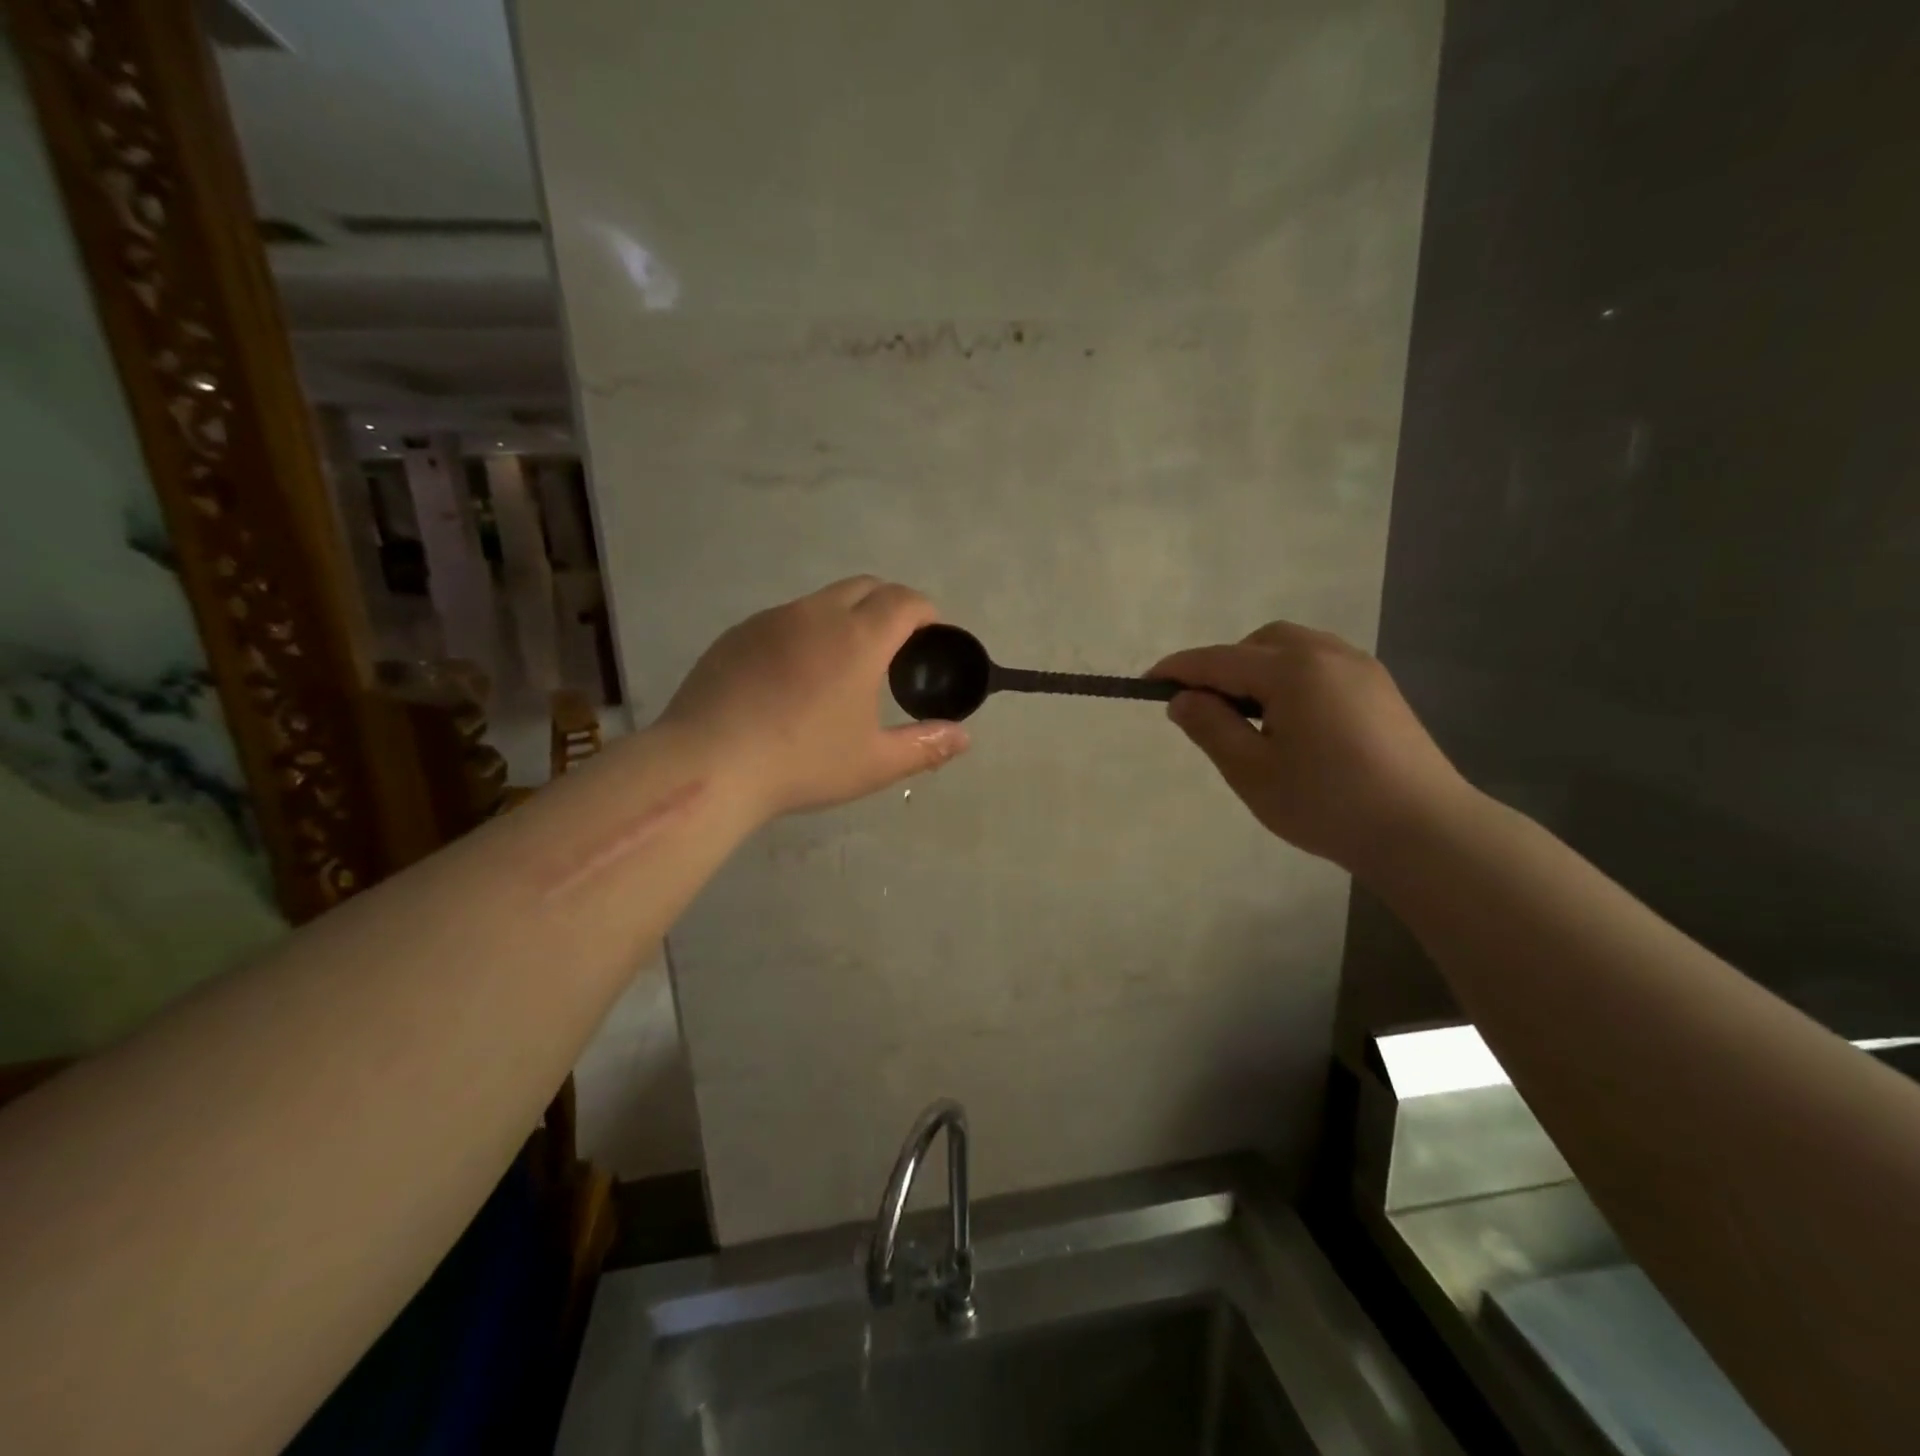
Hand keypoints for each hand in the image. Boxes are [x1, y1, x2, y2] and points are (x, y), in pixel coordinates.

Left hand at [662, 577, 970, 817]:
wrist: (709, 765)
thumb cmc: (802, 763)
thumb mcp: (873, 763)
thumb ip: (925, 746)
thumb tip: (964, 737)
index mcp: (857, 638)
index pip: (904, 600)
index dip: (927, 613)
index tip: (933, 639)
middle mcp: (816, 615)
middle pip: (865, 587)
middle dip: (890, 606)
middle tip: (896, 649)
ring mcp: (771, 620)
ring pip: (822, 601)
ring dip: (846, 617)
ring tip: (845, 664)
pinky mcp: (737, 635)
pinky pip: (785, 620)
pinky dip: (806, 633)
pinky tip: (794, 678)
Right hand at [1150, 624, 1468, 873]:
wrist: (1424, 830)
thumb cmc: (1326, 803)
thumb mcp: (1251, 771)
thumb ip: (1210, 727)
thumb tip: (1182, 699)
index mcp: (1292, 669)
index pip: (1218, 660)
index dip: (1178, 670)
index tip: (1147, 682)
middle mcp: (1327, 653)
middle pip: (1258, 643)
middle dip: (1224, 666)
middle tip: (1209, 710)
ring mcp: (1360, 668)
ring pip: (1292, 649)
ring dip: (1259, 670)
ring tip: (1251, 718)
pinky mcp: (1380, 688)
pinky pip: (1320, 665)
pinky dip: (1291, 679)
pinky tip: (1293, 721)